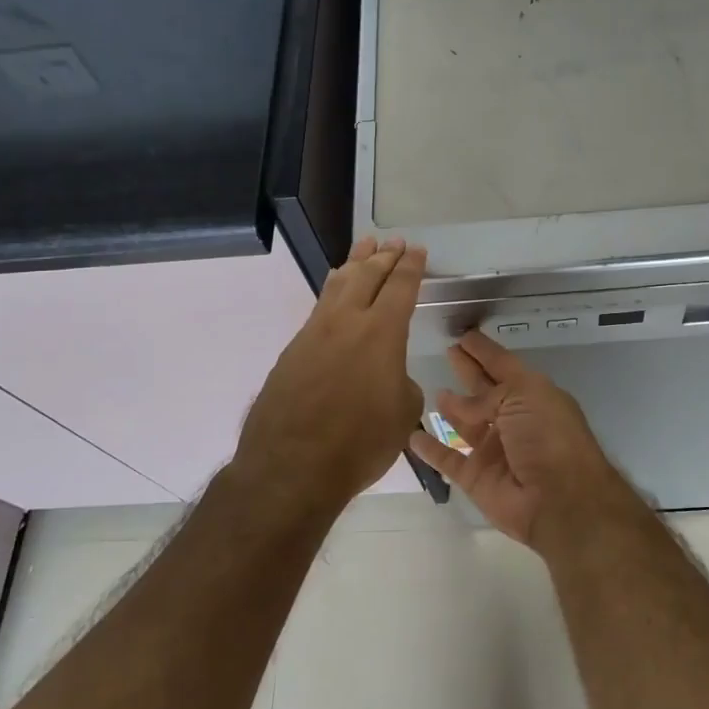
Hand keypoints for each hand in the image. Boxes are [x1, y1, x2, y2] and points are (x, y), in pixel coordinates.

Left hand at [235, 237, 425, 507]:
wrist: (291, 466)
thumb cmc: (359, 442)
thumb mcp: (403, 413)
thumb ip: (401, 383)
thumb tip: (388, 376)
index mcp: (381, 332)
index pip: (400, 286)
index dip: (411, 267)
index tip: (417, 250)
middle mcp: (346, 321)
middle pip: (367, 275)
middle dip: (384, 256)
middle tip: (394, 242)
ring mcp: (314, 333)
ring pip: (337, 285)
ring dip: (354, 263)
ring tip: (364, 246)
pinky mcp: (293, 350)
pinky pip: (319, 307)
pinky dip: (334, 291)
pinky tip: (335, 292)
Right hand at [408, 330, 619, 548]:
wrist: (558, 500)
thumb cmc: (548, 436)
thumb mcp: (524, 396)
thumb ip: (489, 393)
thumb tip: (461, 401)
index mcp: (532, 396)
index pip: (503, 366)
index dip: (484, 351)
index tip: (464, 336)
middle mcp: (514, 420)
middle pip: (485, 391)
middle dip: (468, 371)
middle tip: (448, 352)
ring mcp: (494, 450)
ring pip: (467, 424)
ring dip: (452, 408)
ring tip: (433, 390)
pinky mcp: (476, 477)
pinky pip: (448, 459)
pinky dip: (431, 449)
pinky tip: (412, 435)